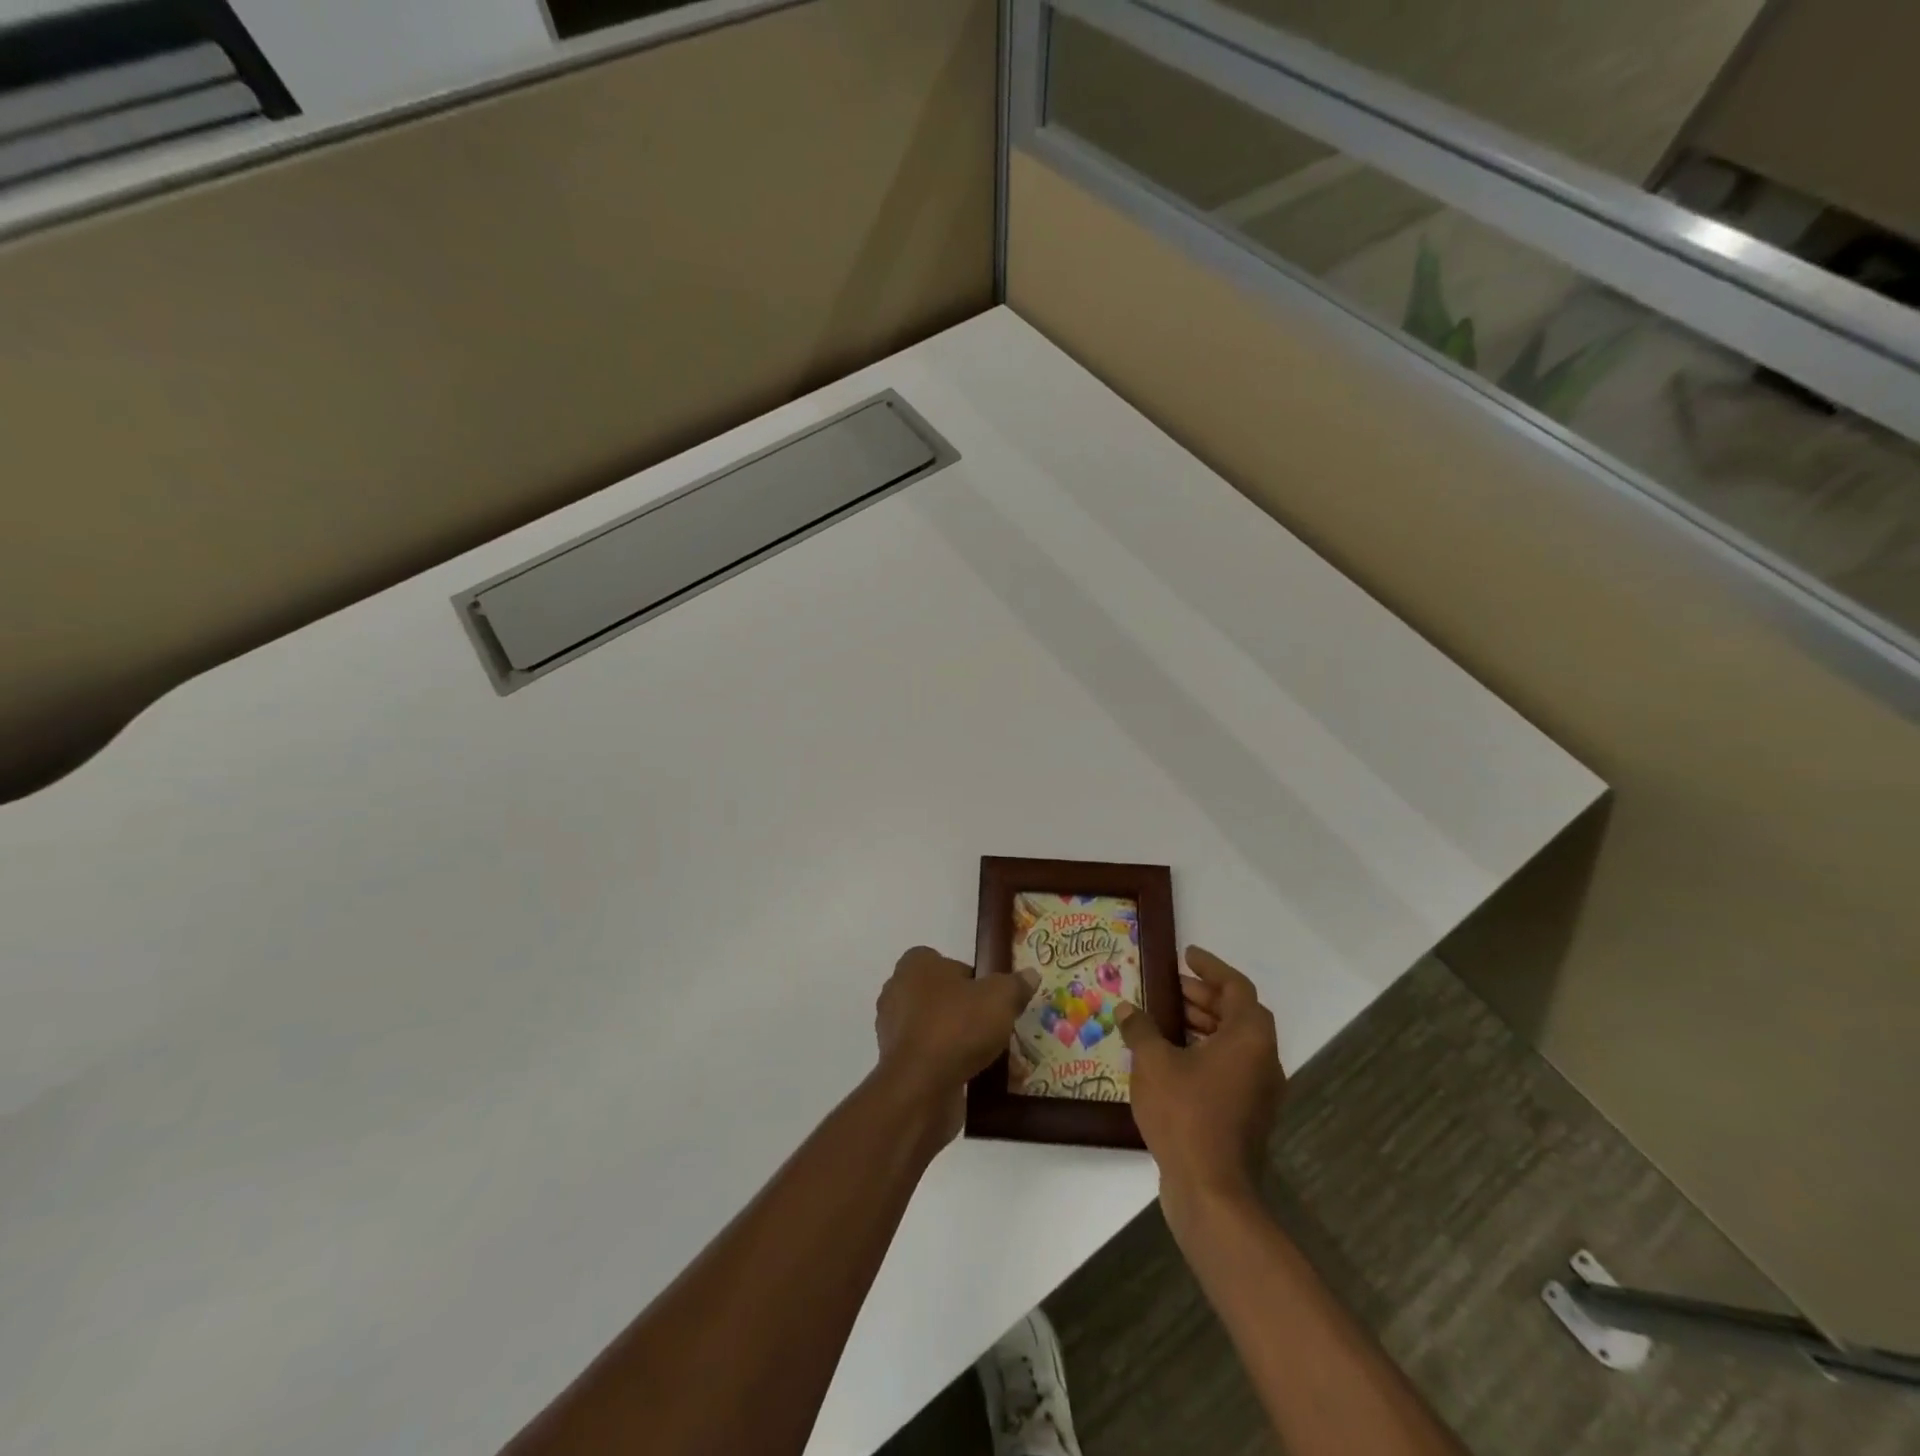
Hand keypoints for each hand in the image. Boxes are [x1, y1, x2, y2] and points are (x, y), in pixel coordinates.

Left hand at [873, 946, 1039, 1143]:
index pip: (948, 963)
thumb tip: (1030, 975)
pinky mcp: (896, 1063)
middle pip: (943, 996)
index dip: (973, 979)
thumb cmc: (957, 1027)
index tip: (993, 998)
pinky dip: (948, 1064)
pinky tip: (975, 1077)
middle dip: (968, 1011)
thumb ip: (1015, 985)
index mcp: (916, 965)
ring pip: (936, 1028)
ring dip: (960, 1040)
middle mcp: (897, 991)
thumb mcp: (1000, 998)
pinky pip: (929, 1056)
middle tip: (996, 1027)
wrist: (920, 1087)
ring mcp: (893, 1029)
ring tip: (992, 1057)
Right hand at [1116, 946, 1286, 1208]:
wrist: (1211, 1191)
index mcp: (1249, 1038)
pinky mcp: (1247, 1115)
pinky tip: (1170, 1057)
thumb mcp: (1153, 1061)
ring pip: (1233, 1042)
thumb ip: (1141, 1028)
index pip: (1236, 987)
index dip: (1211, 967)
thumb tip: (1127, 1009)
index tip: (1187, 955)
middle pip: (1237, 1013)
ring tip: (1163, 1017)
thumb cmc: (1185, 1113)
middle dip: (1203, 996)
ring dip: (1202, 1024)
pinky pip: (1229, 1067)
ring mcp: (1259, 1091)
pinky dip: (1204, 1051)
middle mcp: (1263, 1060)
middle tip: (1169, 986)